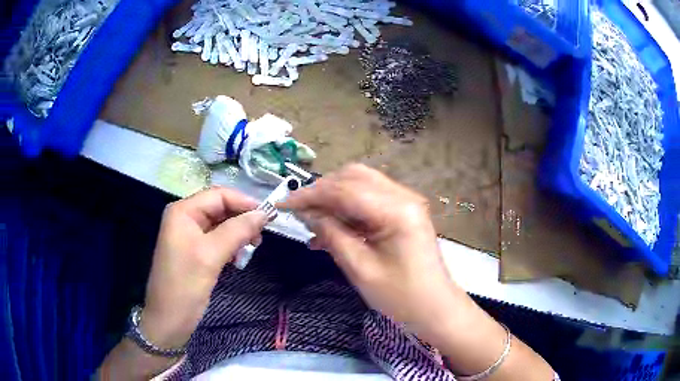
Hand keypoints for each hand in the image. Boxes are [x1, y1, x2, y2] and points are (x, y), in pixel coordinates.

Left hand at [141, 187, 266, 349]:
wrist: (169, 320)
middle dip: (241, 219)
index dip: (244, 202)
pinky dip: (231, 245)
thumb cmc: (185, 285)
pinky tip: (238, 257)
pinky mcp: (194, 251)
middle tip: (260, 237)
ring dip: (238, 233)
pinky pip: (217, 239)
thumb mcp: (211, 255)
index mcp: (183, 212)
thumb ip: (238, 230)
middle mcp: (185, 218)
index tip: (268, 216)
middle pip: (219, 208)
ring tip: (252, 248)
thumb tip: (264, 213)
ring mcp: (189, 235)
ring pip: (220, 224)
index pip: (218, 195)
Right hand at [281, 164, 458, 336]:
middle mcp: (403, 196)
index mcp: (397, 210)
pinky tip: (330, 229)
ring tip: (312, 222)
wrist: (435, 307)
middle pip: (353, 177)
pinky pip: (369, 200)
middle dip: (322, 191)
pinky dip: (347, 209)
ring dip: (333, 199)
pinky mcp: (403, 211)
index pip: (345, 189)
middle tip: (299, 212)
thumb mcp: (360, 269)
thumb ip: (332, 235)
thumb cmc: (401, 296)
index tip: (284, 204)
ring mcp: (405, 202)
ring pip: (360, 185)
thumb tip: (307, 214)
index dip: (310, 194)